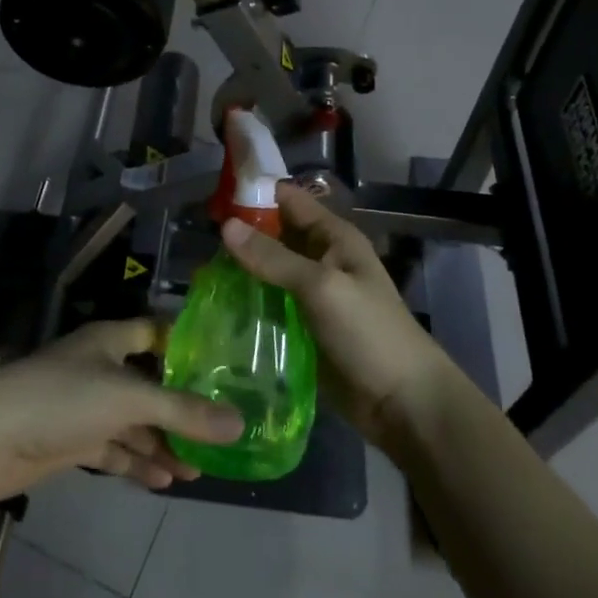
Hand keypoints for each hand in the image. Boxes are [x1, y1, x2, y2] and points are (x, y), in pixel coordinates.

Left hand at [0, 319, 244, 504]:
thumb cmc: (62, 398)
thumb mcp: (129, 399)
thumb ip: (183, 412)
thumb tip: (239, 425)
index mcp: (111, 340)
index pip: (157, 333)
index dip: (188, 345)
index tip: (227, 366)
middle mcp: (100, 367)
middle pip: (150, 383)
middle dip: (182, 407)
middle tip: (223, 430)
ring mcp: (84, 406)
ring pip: (134, 422)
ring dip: (164, 442)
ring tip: (202, 467)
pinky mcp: (72, 441)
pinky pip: (114, 449)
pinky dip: (138, 462)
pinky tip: (166, 480)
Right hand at [221, 183, 453, 448]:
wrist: (403, 403)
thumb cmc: (369, 333)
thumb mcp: (322, 287)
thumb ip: (274, 257)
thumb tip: (225, 226)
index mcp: (333, 237)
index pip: (287, 199)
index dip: (252, 193)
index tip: (210, 198)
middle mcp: (320, 258)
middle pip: (274, 234)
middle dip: (239, 233)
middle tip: (195, 239)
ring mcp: (310, 294)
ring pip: (267, 270)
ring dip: (238, 269)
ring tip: (197, 271)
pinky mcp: (301, 326)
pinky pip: (268, 303)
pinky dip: (245, 300)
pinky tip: (215, 304)